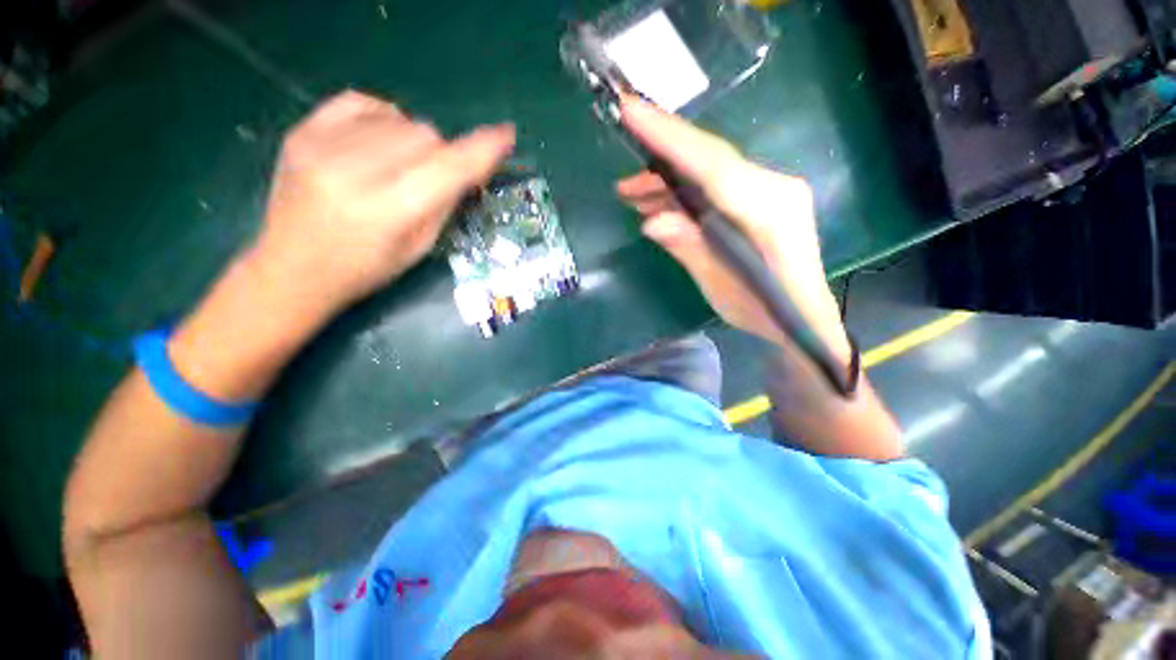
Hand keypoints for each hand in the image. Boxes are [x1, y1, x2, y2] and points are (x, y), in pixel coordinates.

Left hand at [249, 90, 515, 318]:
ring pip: (398, 119)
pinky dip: (382, 117)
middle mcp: (352, 172)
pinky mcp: (301, 132)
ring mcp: (321, 146)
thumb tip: (468, 168)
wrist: (291, 270)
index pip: (447, 169)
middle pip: (425, 135)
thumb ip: (444, 203)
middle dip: (441, 155)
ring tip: (399, 166)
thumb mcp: (418, 247)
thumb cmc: (366, 270)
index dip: (481, 151)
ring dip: (413, 140)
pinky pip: (360, 102)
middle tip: (432, 178)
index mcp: (388, 212)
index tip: (505, 136)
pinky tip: (378, 139)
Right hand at [617, 98, 846, 355]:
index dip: (670, 139)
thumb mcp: (721, 287)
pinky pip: (714, 185)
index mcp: (769, 211)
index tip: (631, 110)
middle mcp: (773, 188)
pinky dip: (683, 192)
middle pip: (710, 159)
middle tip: (622, 171)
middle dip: (661, 156)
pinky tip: (657, 203)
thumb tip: (651, 220)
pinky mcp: (759, 198)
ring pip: (709, 171)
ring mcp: (768, 190)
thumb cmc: (764, 310)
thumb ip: (690, 248)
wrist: (802, 316)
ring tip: (631, 193)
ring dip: (667, 179)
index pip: (713, 165)